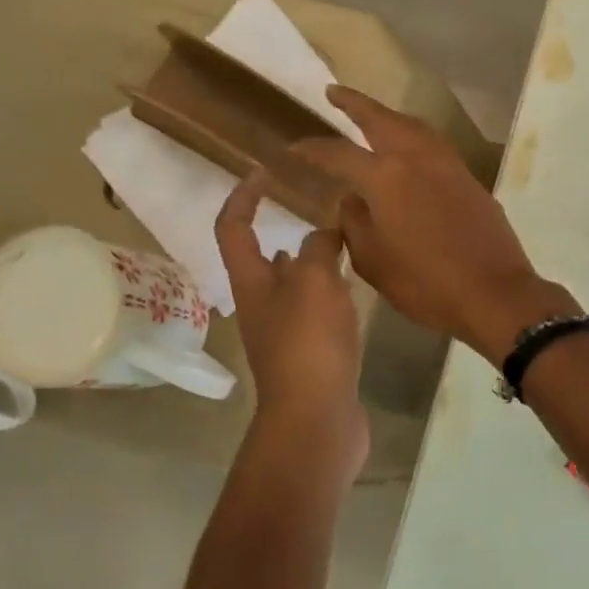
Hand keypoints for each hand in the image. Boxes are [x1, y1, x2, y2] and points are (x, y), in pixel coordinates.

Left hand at [215, 169, 367, 467]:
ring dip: (311, 263)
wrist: (317, 418)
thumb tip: (324, 231)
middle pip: (263, 259)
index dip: (244, 196)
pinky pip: (317, 312)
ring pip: (294, 286)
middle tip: (319, 208)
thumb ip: (320, 249)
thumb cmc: (309, 344)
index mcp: (252, 283)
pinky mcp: (311, 356)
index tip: (266, 170)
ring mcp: (285, 334)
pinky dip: (331, 294)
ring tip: (344, 243)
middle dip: (284, 230)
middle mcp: (262, 306)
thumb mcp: (316, 282)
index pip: (233, 228)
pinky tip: (355, 290)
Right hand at [293, 87, 577, 366]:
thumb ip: (355, 225)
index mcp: (385, 178)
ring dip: (389, 116)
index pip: (339, 153)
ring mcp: (448, 166)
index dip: (313, 149)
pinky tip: (411, 150)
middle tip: (335, 92)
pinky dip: (415, 137)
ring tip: (374, 117)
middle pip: (381, 119)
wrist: (494, 293)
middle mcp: (416, 159)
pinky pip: (435, 145)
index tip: (294, 146)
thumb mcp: (374, 262)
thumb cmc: (426, 285)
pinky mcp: (470, 180)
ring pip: (414, 127)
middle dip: (355, 103)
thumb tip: (352, 200)